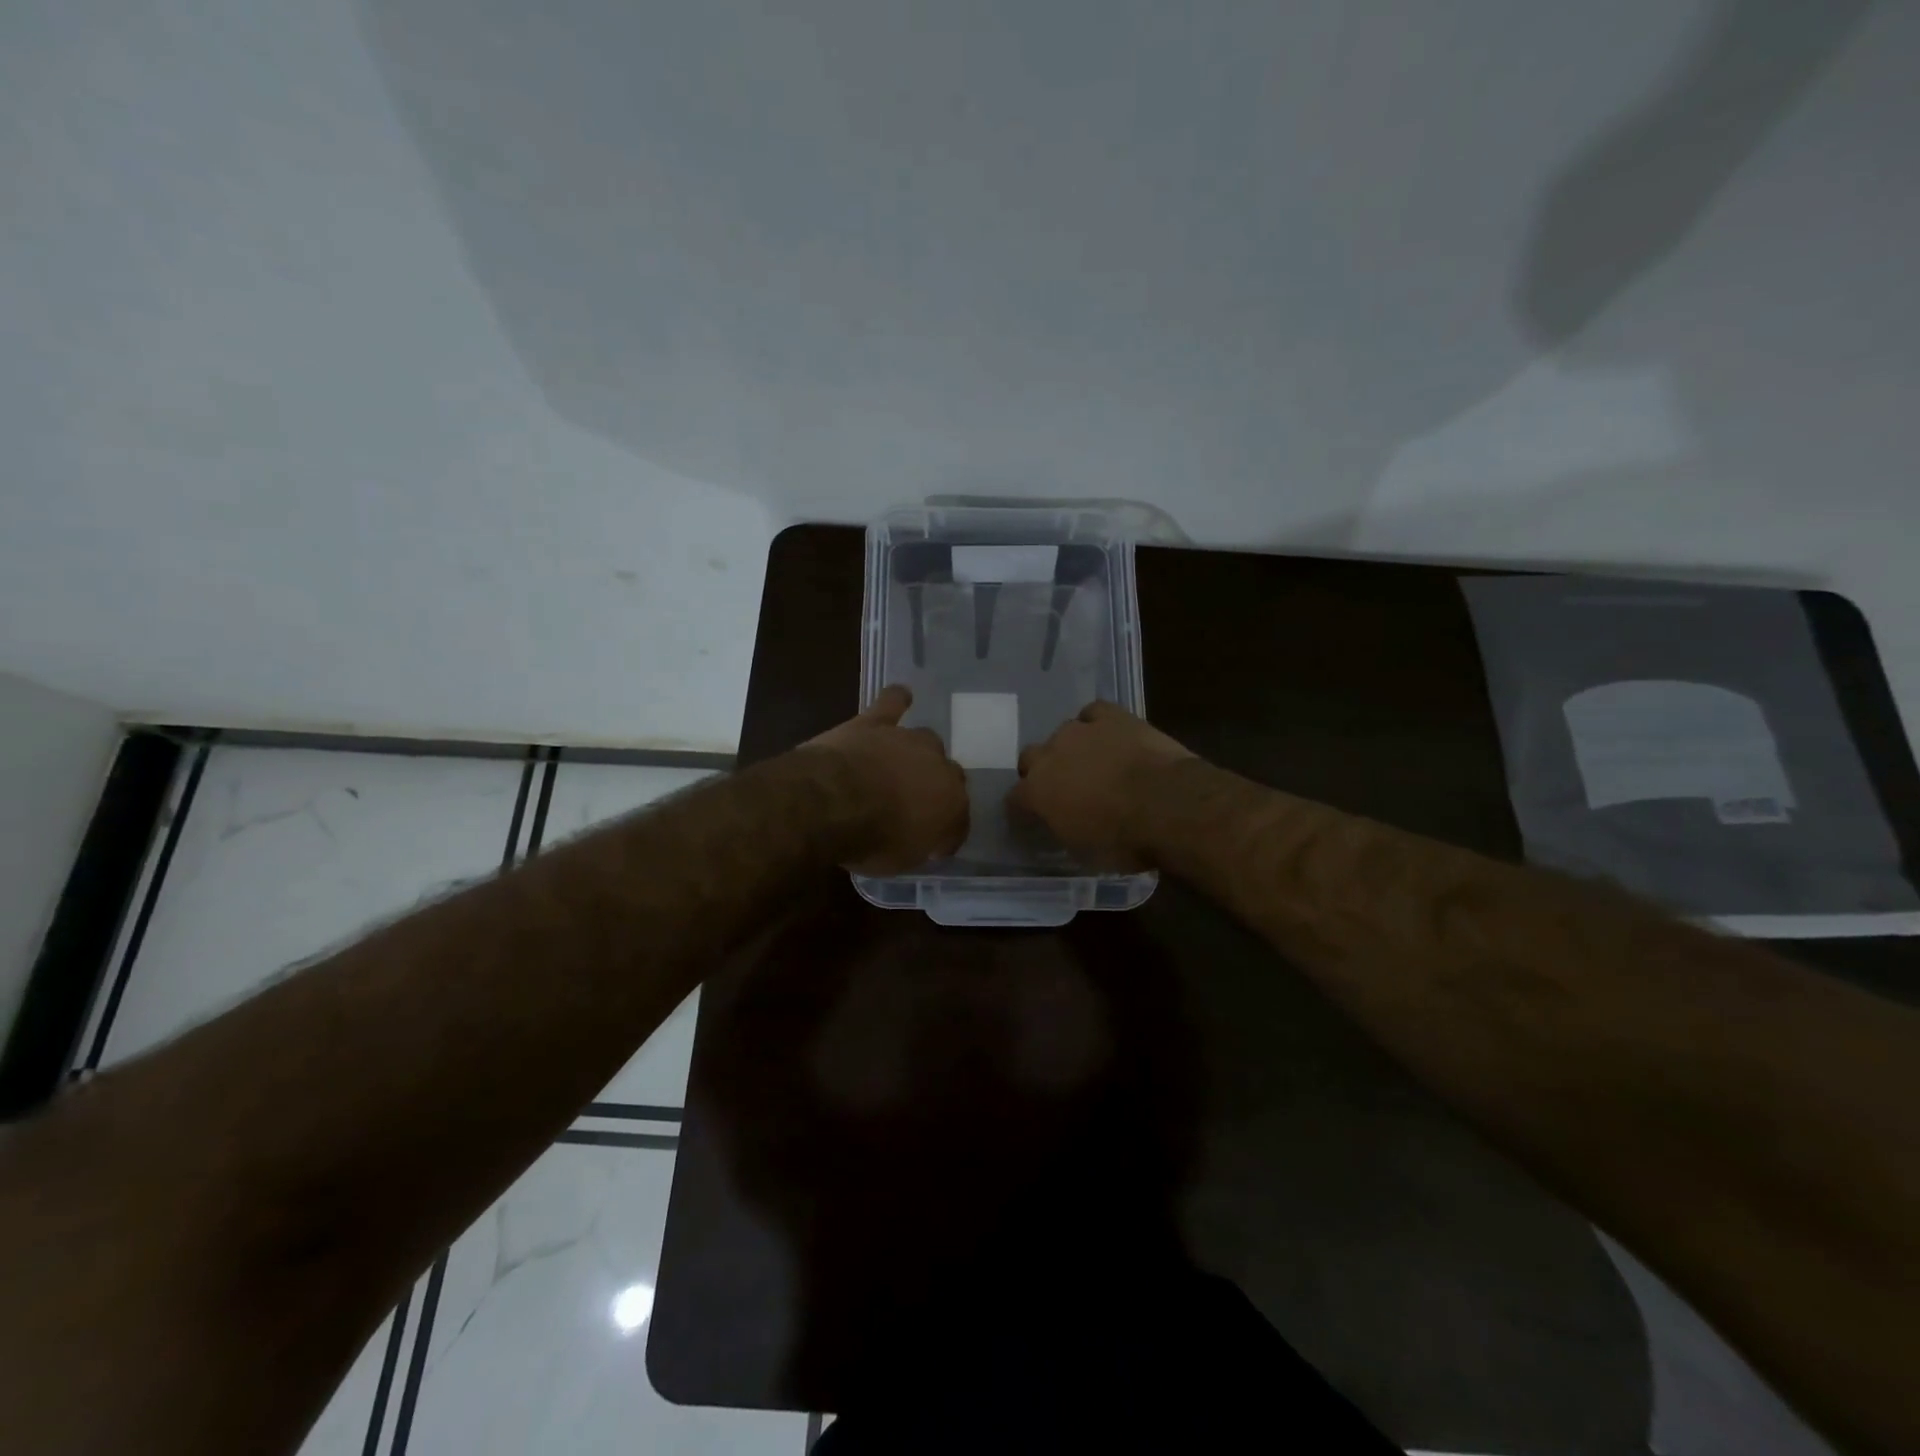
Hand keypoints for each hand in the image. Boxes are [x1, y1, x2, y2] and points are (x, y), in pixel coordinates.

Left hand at [804, 684, 968, 874]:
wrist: (833, 801)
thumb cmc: (872, 839)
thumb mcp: (902, 859)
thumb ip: (919, 844)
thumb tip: (924, 839)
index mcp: (953, 804)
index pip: (959, 818)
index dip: (946, 831)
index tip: (933, 844)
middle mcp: (940, 766)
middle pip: (948, 774)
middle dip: (936, 787)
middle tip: (914, 802)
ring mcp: (908, 740)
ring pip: (926, 740)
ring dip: (917, 753)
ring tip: (902, 764)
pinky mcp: (877, 722)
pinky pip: (893, 703)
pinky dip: (897, 700)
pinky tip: (901, 697)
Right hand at [1009, 701, 1195, 869]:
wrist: (1167, 804)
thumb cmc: (1123, 840)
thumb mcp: (1083, 851)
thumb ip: (1063, 829)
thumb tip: (1064, 823)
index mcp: (1036, 792)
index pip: (1015, 798)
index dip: (1024, 807)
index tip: (1034, 816)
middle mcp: (1050, 755)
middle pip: (1031, 757)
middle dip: (1042, 771)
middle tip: (1064, 788)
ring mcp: (1080, 731)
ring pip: (1063, 733)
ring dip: (1072, 748)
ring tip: (1094, 762)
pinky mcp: (1111, 716)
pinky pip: (1094, 713)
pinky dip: (1098, 723)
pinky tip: (1110, 736)